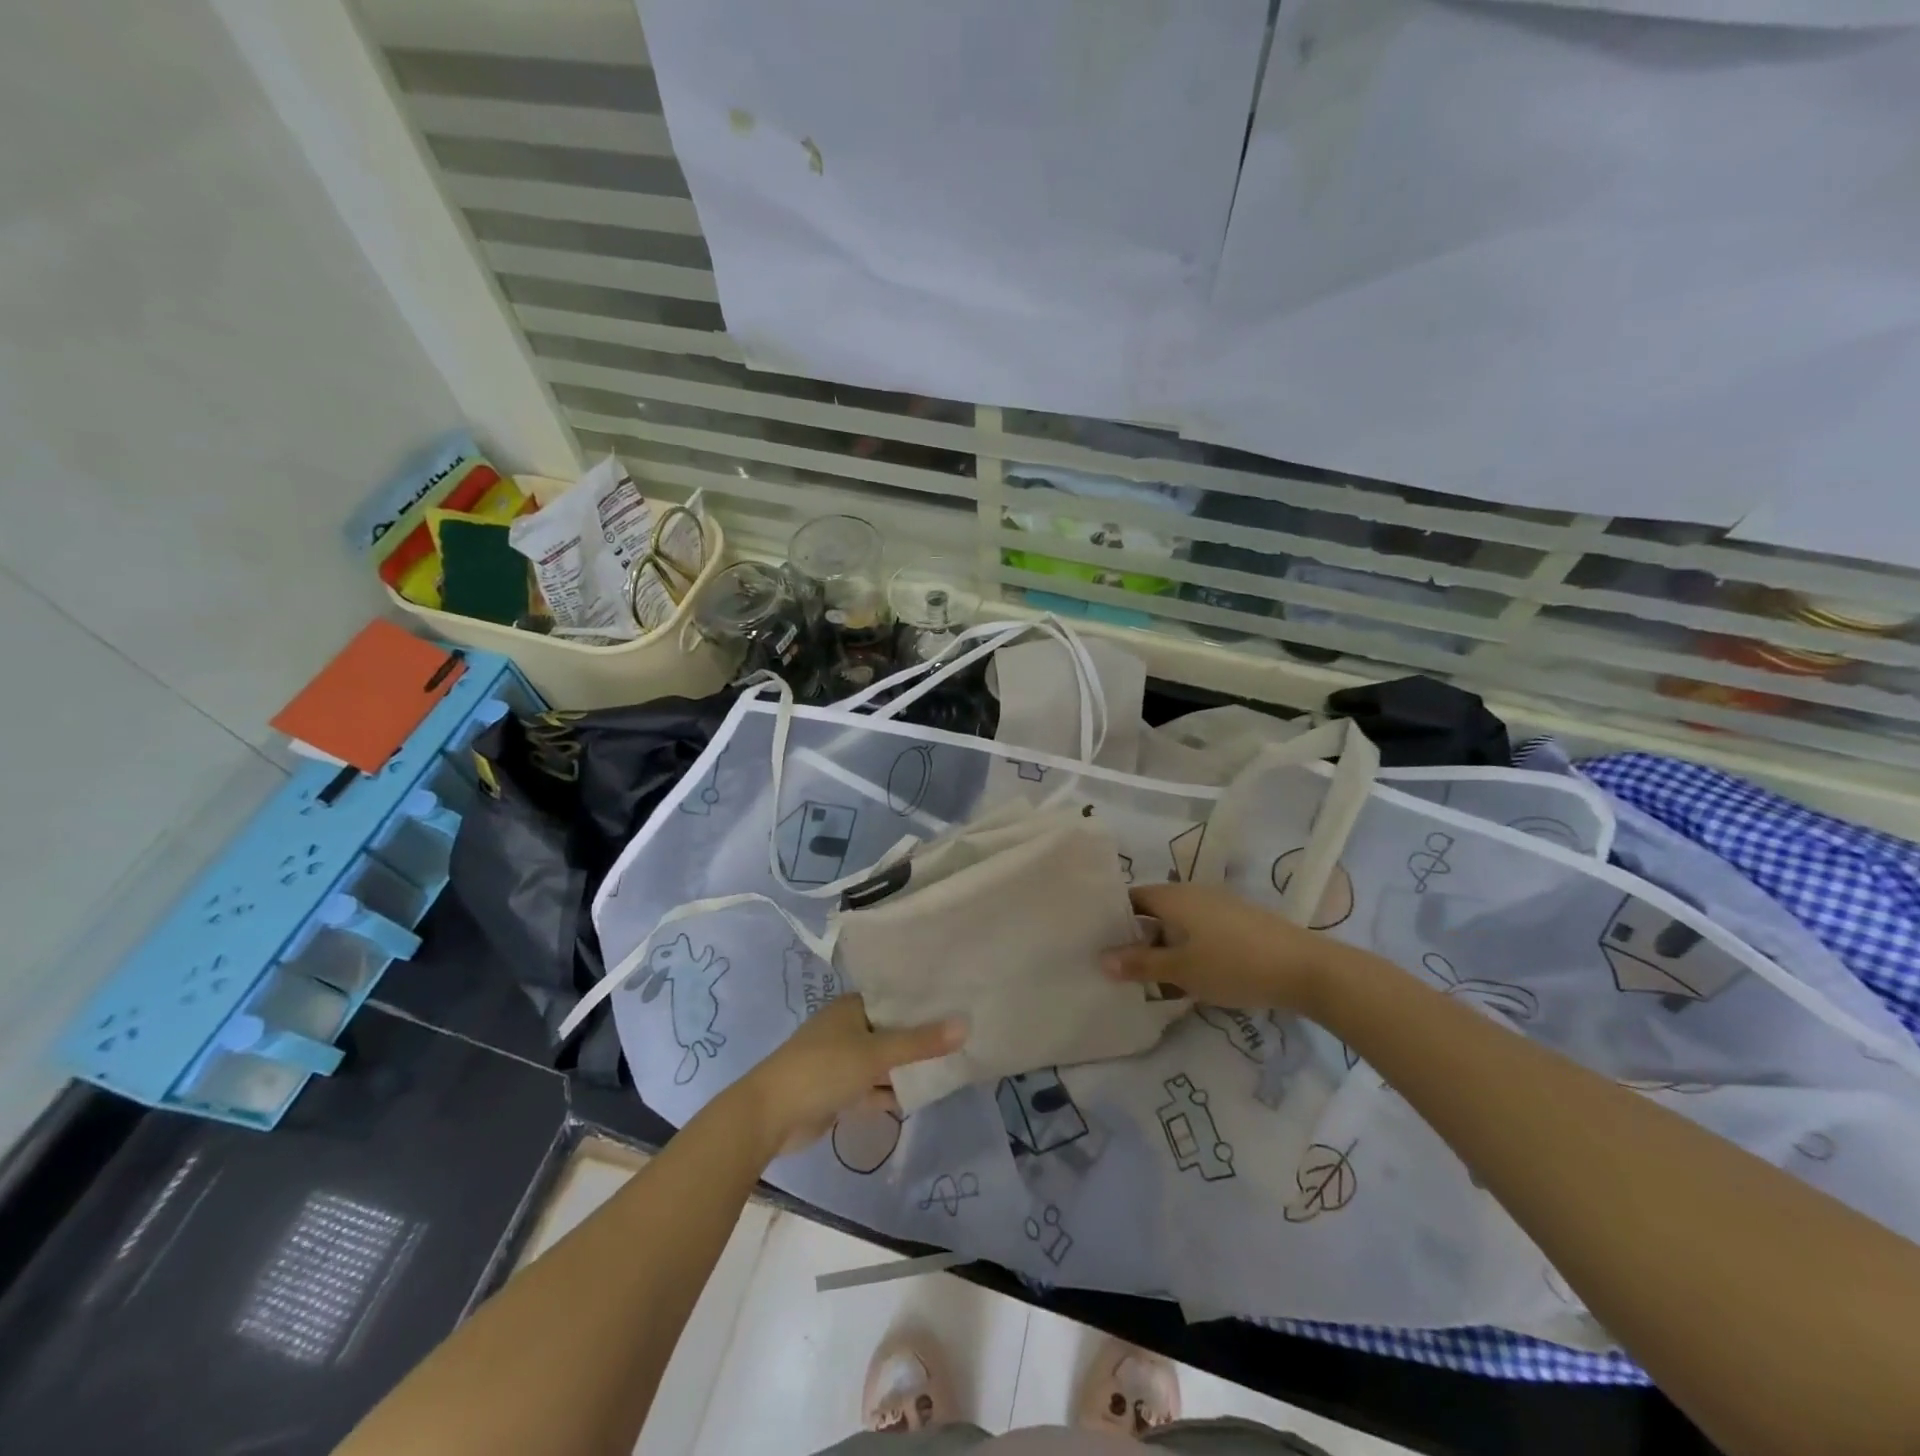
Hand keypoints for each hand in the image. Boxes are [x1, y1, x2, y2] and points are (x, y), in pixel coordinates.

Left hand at [737, 996, 964, 1157]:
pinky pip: (873, 1087)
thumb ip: (920, 1042)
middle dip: (921, 1037)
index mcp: (851, 1008)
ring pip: (883, 1061)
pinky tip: (922, 1095)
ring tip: (952, 1064)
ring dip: (907, 1067)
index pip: (894, 998)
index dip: (923, 1002)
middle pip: (891, 1030)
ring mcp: (842, 1062)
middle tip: (963, 1036)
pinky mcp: (839, 1092)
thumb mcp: (875, 1053)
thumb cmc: (823, 1069)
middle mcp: (847, 1029)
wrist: (770, 1116)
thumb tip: (965, 1024)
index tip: (959, 1001)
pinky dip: (892, 1091)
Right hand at [1102, 882, 1355, 1012]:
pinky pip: (1200, 931)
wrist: (1306, 969)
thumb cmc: (1234, 965)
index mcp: (1173, 897)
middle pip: (1153, 911)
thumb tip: (1101, 959)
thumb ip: (1140, 964)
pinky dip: (1188, 949)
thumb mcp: (1181, 970)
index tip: (1097, 943)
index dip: (1113, 919)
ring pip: (1178, 923)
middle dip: (1137, 937)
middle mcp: (1193, 893)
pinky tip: (1190, 976)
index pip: (1130, 899)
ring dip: (1164, 946)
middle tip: (1120, 967)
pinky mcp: (1239, 923)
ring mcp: (1219, 906)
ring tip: (1151, 978)